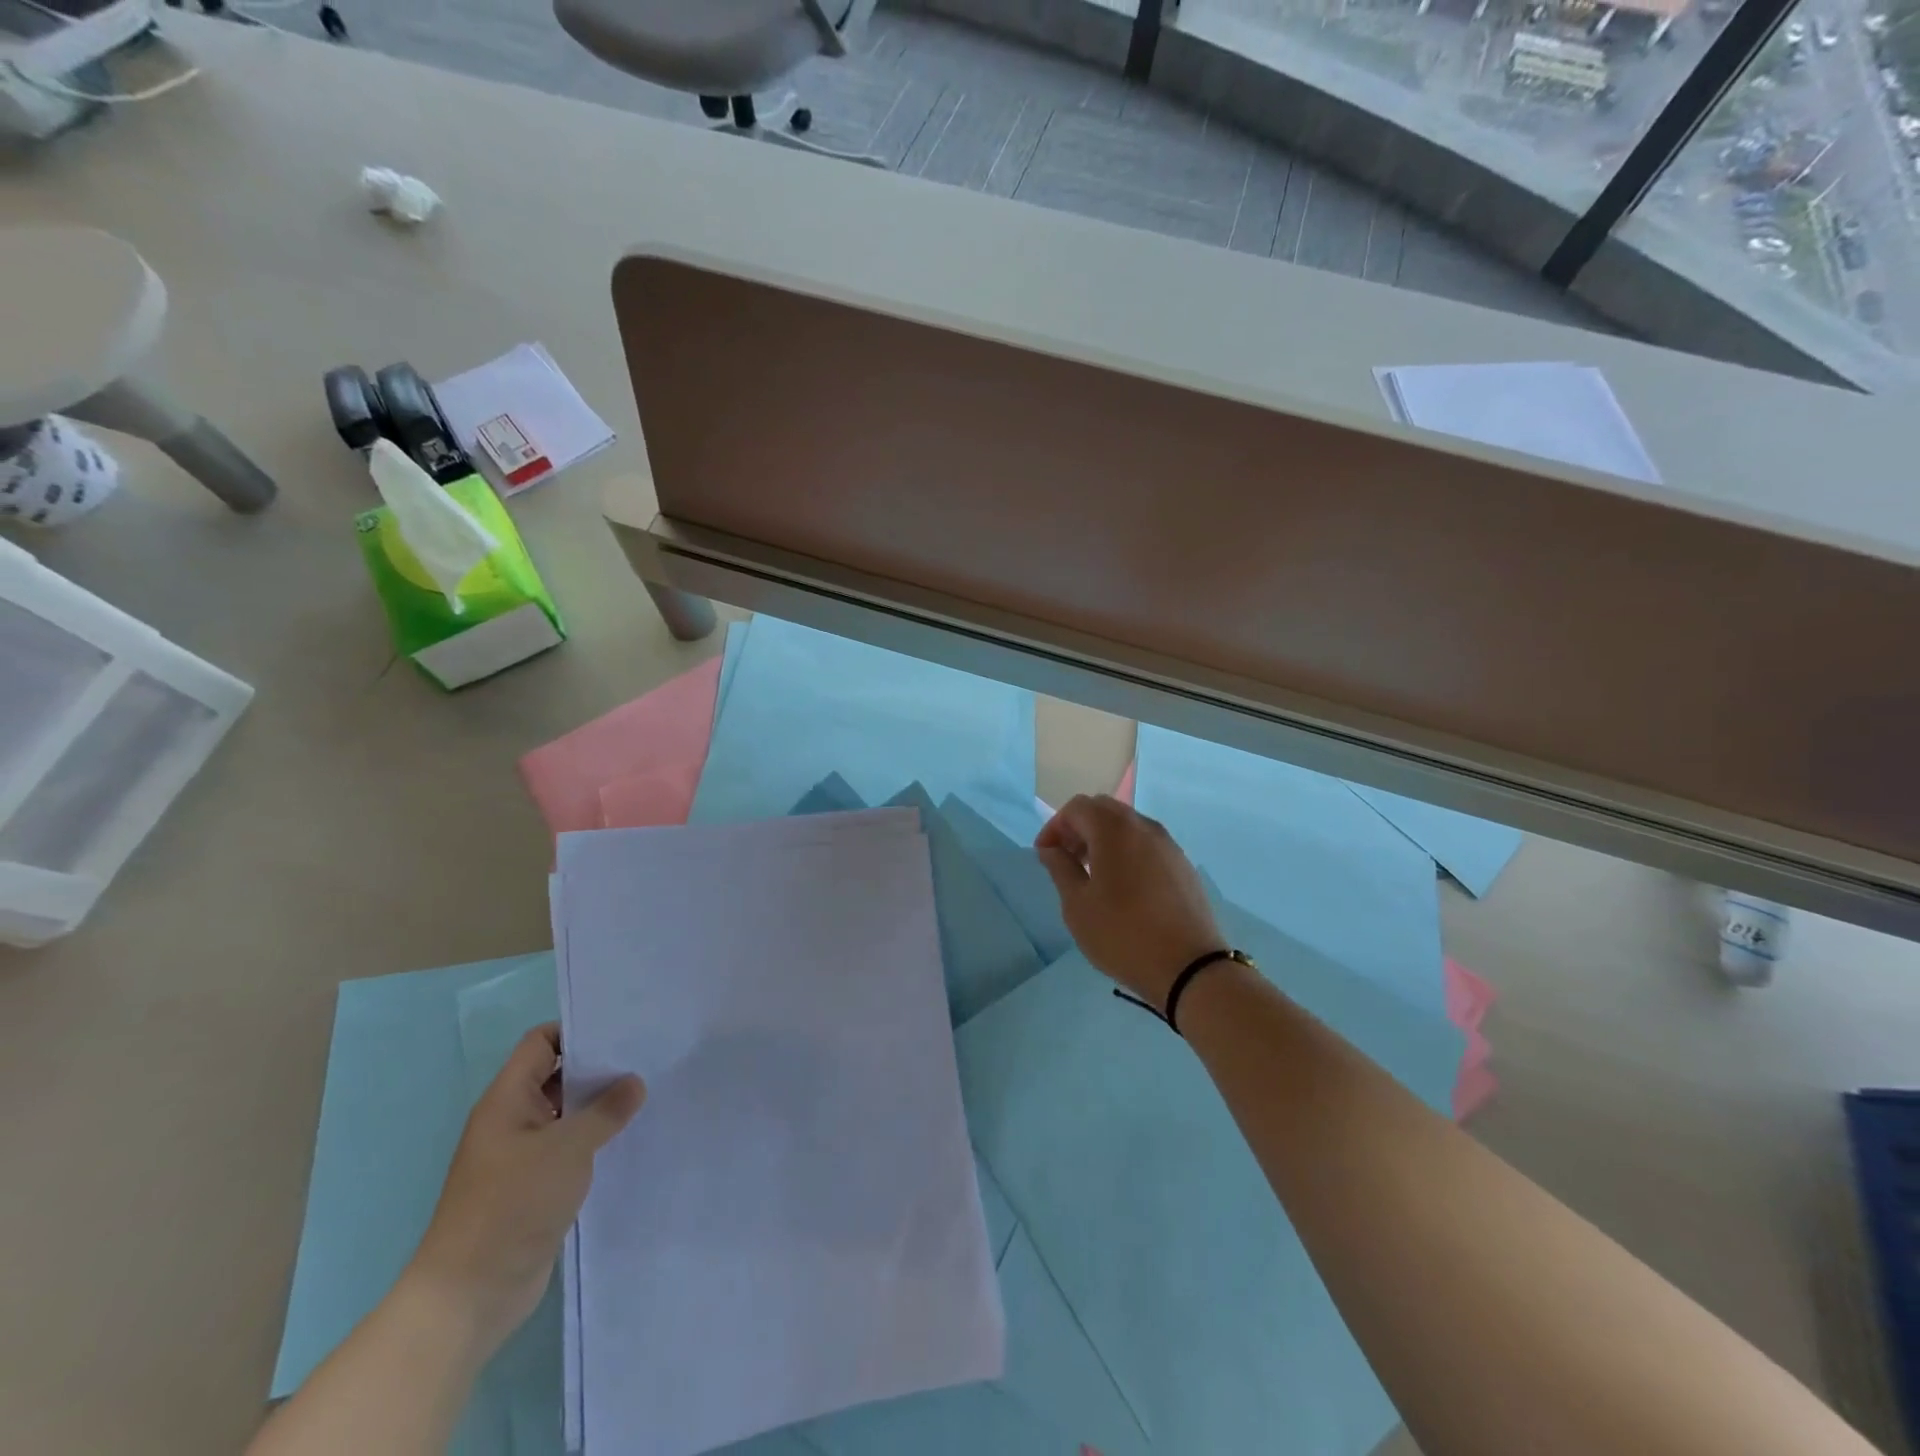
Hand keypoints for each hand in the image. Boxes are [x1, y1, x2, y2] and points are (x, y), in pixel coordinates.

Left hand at [407, 1024, 644, 1353]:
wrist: (470, 1295)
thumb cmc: (512, 1205)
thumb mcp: (568, 1148)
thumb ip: (606, 1110)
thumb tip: (634, 1083)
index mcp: (507, 1100)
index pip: (541, 1042)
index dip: (578, 1031)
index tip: (622, 1030)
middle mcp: (512, 1120)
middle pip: (556, 1075)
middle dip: (597, 1067)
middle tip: (646, 1058)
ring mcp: (521, 1155)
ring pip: (565, 1113)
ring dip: (599, 1106)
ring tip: (646, 1095)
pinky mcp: (533, 1186)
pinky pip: (568, 1147)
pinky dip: (594, 1140)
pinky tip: (627, 1139)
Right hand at [1035, 794, 1226, 1012]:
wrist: (1190, 968)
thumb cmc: (1123, 934)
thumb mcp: (1078, 905)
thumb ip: (1060, 868)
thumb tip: (1051, 848)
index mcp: (1114, 829)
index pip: (1077, 808)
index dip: (1055, 826)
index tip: (1045, 855)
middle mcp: (1144, 826)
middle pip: (1104, 810)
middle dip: (1079, 828)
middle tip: (1066, 859)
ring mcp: (1168, 844)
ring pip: (1128, 826)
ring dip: (1103, 839)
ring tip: (1092, 875)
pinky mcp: (1183, 864)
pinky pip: (1147, 844)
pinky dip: (1126, 851)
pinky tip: (1123, 886)